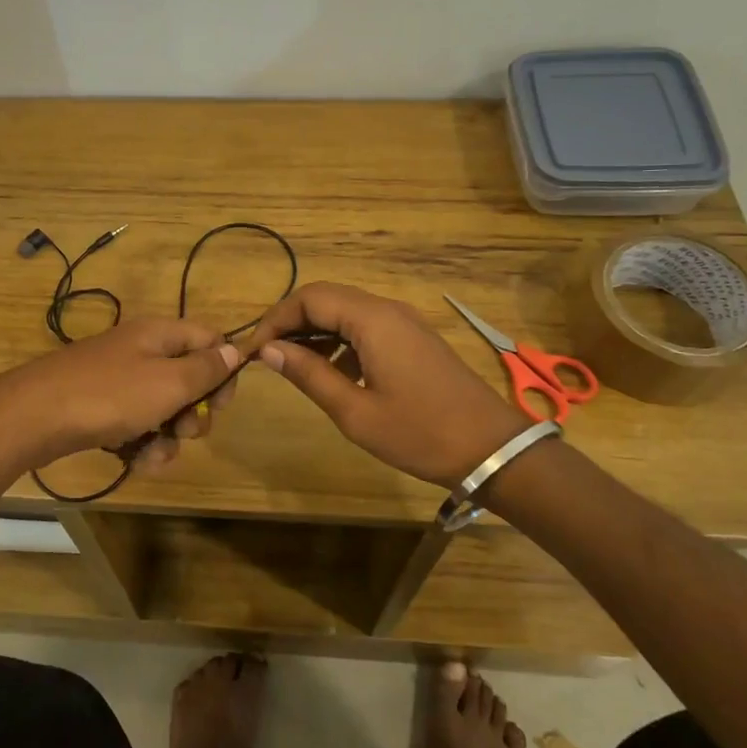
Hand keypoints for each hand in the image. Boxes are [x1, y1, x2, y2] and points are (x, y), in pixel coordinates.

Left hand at [0, 318, 241, 475]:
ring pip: (164, 410)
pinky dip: (142, 445)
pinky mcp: (102, 409)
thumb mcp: (168, 382)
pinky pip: (138, 426)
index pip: (209, 339)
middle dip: (193, 412)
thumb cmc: (108, 396)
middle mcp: (142, 352)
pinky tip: (135, 462)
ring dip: (168, 437)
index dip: (223, 369)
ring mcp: (119, 381)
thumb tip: (236, 350)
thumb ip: (206, 368)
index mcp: (159, 334)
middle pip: (188, 379)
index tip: (221, 402)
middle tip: (185, 430)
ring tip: (153, 454)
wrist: (32, 418)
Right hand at [244, 282, 524, 487]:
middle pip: (327, 299)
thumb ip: (309, 375)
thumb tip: (267, 350)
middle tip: (268, 356)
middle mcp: (387, 309)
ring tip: (293, 367)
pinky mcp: (414, 339)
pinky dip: (341, 342)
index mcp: (372, 320)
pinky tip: (333, 374)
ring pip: (346, 312)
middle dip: (292, 323)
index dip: (276, 319)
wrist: (492, 449)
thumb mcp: (355, 411)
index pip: (309, 298)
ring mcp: (404, 323)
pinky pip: (367, 327)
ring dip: (316, 332)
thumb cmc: (420, 433)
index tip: (254, 351)